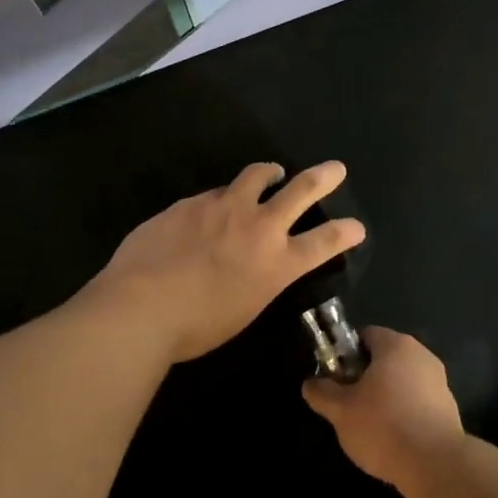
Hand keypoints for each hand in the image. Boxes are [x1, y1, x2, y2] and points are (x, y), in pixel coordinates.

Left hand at [86, 161, 365, 364]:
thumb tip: (249, 266)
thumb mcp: (241, 311)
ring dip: (269, 173)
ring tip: (271, 172)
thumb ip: (254, 281)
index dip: (345, 233)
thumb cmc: (194, 328)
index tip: (356, 226)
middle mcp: (258, 227)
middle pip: (301, 191)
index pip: (324, 243)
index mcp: (276, 264)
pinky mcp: (193, 201)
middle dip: (322, 178)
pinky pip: (214, 194)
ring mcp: (224, 207)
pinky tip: (210, 210)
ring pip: (256, 176)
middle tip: (335, 169)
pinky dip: (222, 199)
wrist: (141, 307)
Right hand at [302, 327, 464, 497]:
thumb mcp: (341, 411)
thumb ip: (322, 393)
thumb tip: (310, 384)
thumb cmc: (383, 426)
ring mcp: (439, 381)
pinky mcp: (449, 408)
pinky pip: (419, 402)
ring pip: (403, 381)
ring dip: (387, 396)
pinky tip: (395, 439)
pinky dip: (405, 413)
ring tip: (371, 427)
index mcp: (396, 345)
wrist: (435, 464)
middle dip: (366, 377)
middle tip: (350, 404)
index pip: (367, 335)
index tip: (338, 379)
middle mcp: (421, 355)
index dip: (348, 354)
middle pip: (386, 358)